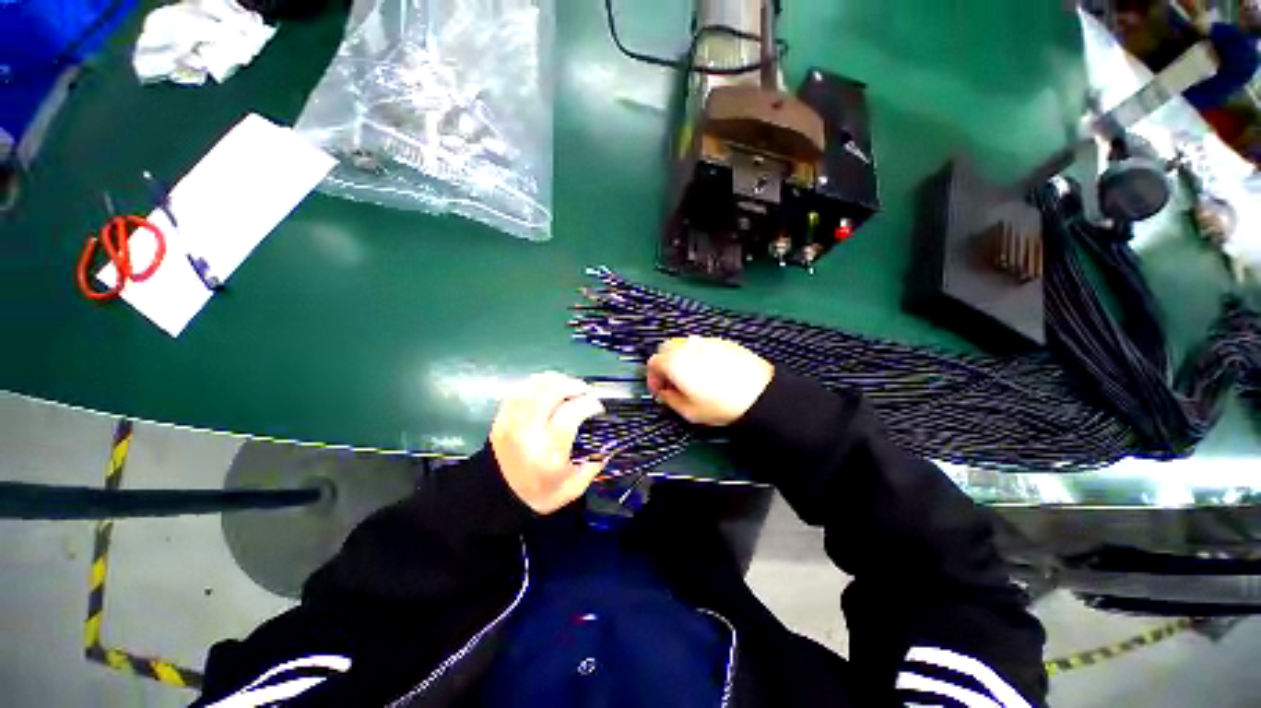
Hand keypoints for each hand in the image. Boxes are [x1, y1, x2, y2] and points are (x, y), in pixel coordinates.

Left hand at [490, 372, 607, 513]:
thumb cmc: (538, 494)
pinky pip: (520, 389)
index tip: (598, 406)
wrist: (496, 499)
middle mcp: (528, 432)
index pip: (571, 413)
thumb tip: (608, 443)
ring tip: (569, 386)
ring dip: (557, 380)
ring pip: (535, 386)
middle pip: (552, 392)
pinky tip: (548, 387)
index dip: (588, 403)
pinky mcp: (501, 417)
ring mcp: (511, 422)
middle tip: (585, 391)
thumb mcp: (572, 488)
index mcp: (548, 452)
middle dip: (574, 385)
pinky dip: (537, 383)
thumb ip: (593, 465)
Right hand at [646, 337, 773, 425]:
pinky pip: (701, 344)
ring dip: (679, 357)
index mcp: (674, 362)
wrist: (759, 393)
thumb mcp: (689, 412)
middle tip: (671, 382)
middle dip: (664, 364)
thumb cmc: (720, 405)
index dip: (652, 378)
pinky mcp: (721, 341)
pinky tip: (708, 370)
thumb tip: (665, 393)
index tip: (658, 391)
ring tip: (690, 376)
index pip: (653, 363)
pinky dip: (696, 354)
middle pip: (665, 348)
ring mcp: (705, 341)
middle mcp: (687, 346)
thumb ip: (670, 400)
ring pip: (683, 344)